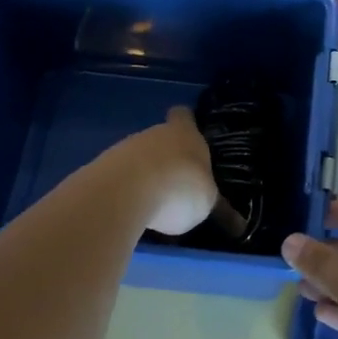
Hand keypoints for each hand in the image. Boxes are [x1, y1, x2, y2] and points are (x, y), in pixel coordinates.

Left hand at [110, 107, 218, 235]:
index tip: (188, 134)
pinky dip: (126, 191)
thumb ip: (209, 202)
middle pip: (160, 139)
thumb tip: (234, 222)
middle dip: (166, 159)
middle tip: (176, 184)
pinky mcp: (103, 168)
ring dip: (145, 176)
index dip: (186, 123)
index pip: (184, 116)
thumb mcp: (207, 202)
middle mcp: (155, 134)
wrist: (129, 190)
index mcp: (185, 133)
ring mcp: (125, 149)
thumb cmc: (181, 188)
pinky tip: (132, 212)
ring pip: (138, 158)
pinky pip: (120, 177)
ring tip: (153, 205)